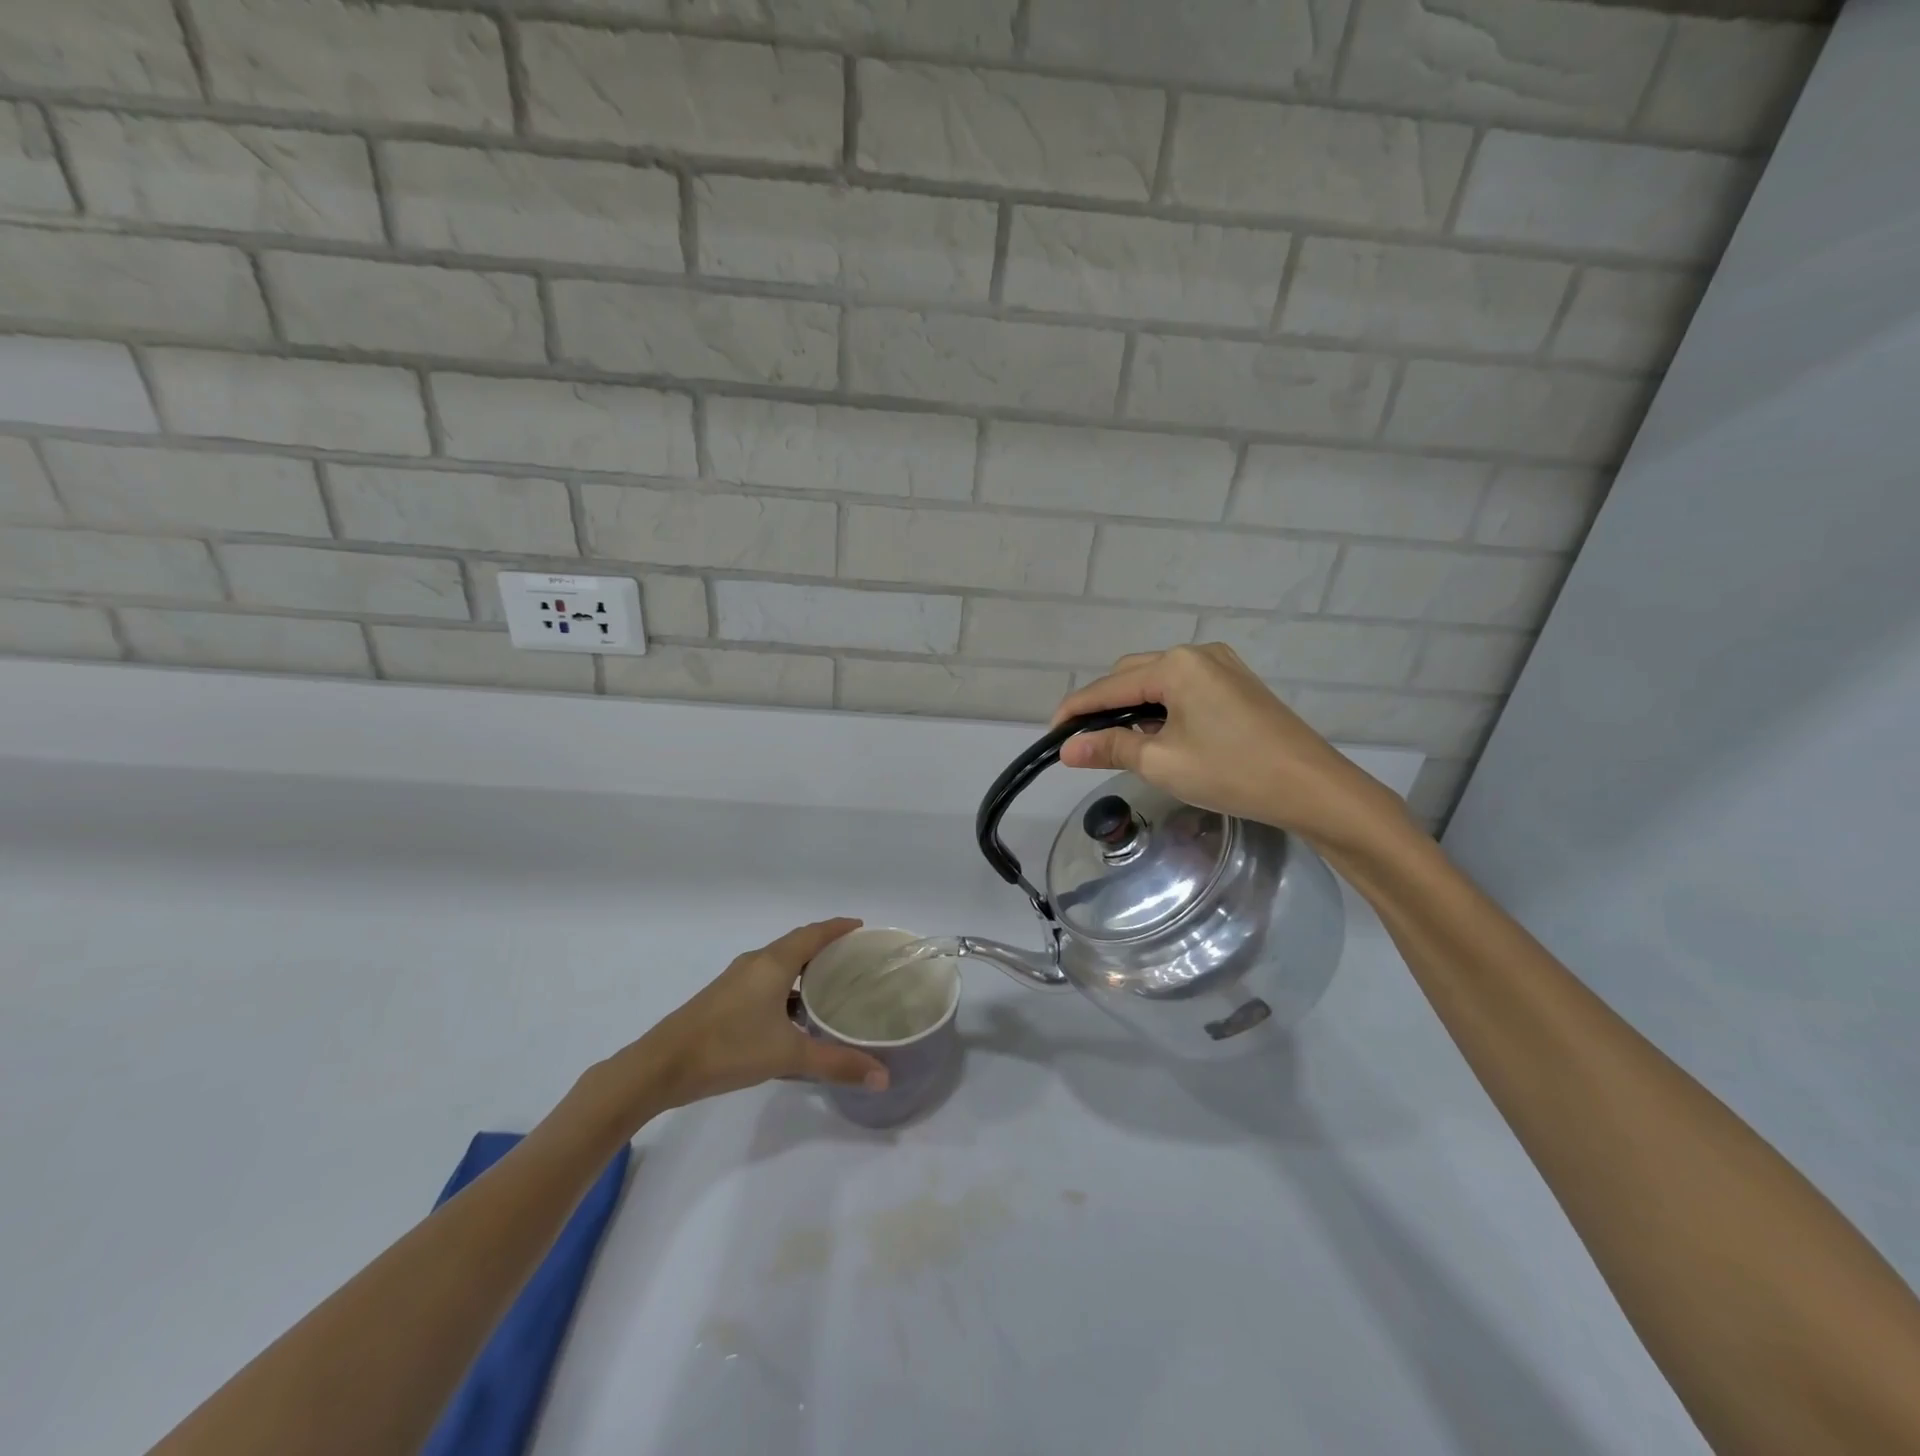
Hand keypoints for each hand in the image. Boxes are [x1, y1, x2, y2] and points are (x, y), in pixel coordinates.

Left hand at [619, 919, 889, 1112]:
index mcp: (773, 963)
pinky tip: (796, 1015)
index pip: (813, 933)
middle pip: (797, 944)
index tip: (862, 927)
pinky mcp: (724, 998)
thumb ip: (836, 1064)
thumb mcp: (788, 1056)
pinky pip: (766, 980)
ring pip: (780, 964)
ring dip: (805, 968)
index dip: (838, 927)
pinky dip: (787, 987)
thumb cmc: (728, 1048)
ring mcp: (736, 980)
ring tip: (832, 985)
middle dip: (826, 946)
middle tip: (855, 958)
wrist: (660, 1067)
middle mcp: (756, 963)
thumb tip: (883, 1077)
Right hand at [1052, 644, 1411, 856]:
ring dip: (1133, 708)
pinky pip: (1183, 690)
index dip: (1076, 710)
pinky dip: (1161, 710)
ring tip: (1117, 744)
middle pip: (1132, 676)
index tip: (1052, 735)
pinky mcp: (1237, 686)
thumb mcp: (1162, 762)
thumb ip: (1111, 747)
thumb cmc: (1232, 772)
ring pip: (1158, 683)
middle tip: (1083, 743)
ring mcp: (1222, 667)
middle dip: (1103, 706)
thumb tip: (1067, 749)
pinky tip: (1158, 736)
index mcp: (1175, 666)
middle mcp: (1196, 654)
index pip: (1108, 686)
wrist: (1314, 789)